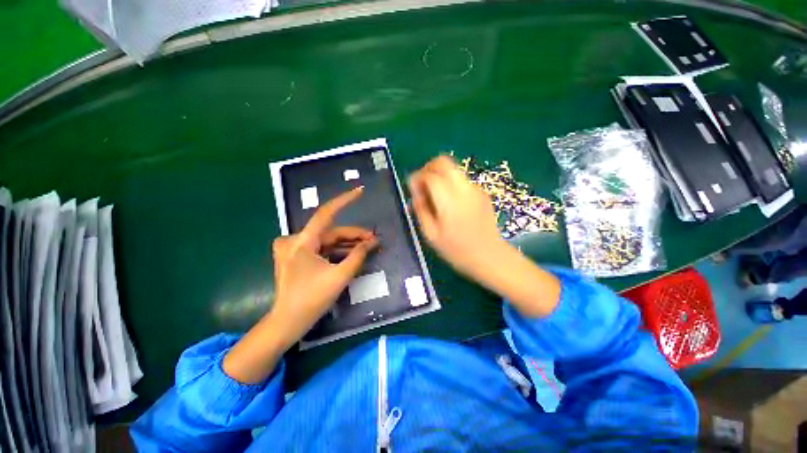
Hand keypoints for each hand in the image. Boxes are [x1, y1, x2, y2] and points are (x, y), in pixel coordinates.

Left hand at [224, 187, 377, 382]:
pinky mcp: (296, 256)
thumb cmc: (312, 300)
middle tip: (374, 239)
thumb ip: (358, 256)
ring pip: (327, 240)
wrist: (287, 323)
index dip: (344, 201)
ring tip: (368, 246)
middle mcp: (295, 240)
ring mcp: (293, 248)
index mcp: (302, 242)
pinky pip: (321, 248)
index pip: (326, 213)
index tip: (360, 191)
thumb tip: (372, 242)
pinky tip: (353, 252)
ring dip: (347, 243)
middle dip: (353, 235)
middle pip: (330, 232)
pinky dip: (337, 250)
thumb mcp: (339, 276)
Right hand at [408, 155, 504, 278]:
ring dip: (439, 175)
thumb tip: (416, 194)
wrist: (490, 257)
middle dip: (428, 168)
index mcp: (449, 200)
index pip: (430, 175)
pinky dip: (450, 183)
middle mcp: (464, 188)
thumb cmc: (457, 251)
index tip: (413, 190)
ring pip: (453, 169)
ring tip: (435, 195)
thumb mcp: (431, 235)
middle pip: (444, 161)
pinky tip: (449, 202)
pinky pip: (461, 180)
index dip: (417, 178)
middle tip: (422, 185)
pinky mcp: (482, 193)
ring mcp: (475, 189)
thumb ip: (421, 211)